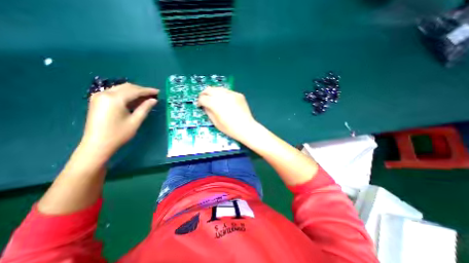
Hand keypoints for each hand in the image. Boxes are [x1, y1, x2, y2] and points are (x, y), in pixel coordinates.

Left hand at [80, 84, 158, 158]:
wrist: (97, 144)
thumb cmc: (119, 134)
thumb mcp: (135, 121)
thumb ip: (145, 108)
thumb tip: (154, 100)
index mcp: (114, 99)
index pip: (135, 91)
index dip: (148, 91)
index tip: (158, 92)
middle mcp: (105, 93)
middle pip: (127, 87)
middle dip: (141, 90)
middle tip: (153, 95)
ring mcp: (99, 96)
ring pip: (121, 89)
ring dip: (135, 92)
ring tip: (146, 97)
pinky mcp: (98, 100)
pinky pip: (115, 93)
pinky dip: (127, 95)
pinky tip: (135, 100)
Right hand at [196, 87, 255, 140]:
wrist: (246, 128)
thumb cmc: (230, 128)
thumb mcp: (215, 122)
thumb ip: (208, 111)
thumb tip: (205, 105)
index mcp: (215, 103)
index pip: (203, 98)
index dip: (199, 102)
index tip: (200, 105)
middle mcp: (222, 95)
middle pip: (209, 89)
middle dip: (204, 94)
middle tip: (204, 99)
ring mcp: (232, 93)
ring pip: (218, 89)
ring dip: (214, 93)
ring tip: (214, 100)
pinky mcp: (238, 94)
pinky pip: (228, 92)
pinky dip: (223, 95)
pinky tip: (225, 102)